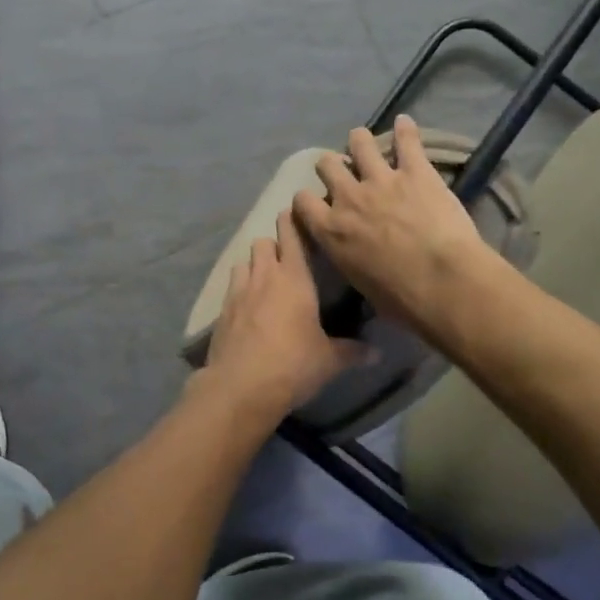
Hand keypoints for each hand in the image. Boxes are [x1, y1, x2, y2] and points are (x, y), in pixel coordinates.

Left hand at [200, 209, 371, 418]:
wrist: (241, 386)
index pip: (291, 236)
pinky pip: (232, 288)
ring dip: (254, 266)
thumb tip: (378, 353)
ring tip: (265, 281)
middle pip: (263, 243)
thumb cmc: (293, 364)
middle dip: (273, 245)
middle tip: (286, 259)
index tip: (295, 213)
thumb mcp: (329, 360)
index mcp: (294, 278)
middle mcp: (264, 276)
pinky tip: (248, 308)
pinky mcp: (222, 311)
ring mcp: (239, 291)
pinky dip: (240, 289)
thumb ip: (352, 351)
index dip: (292, 222)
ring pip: (244, 262)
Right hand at [293, 114, 493, 329]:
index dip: (307, 200)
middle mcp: (349, 198)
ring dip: (360, 142)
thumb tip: (357, 262)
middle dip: (332, 167)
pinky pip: (407, 141)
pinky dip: (406, 130)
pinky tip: (406, 122)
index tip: (315, 203)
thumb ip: (351, 262)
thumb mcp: (361, 286)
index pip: (303, 202)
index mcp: (331, 230)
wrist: (442, 282)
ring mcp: (381, 180)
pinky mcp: (415, 171)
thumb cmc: (401, 299)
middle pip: (327, 166)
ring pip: (360, 144)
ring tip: (363, 142)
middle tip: (343, 173)